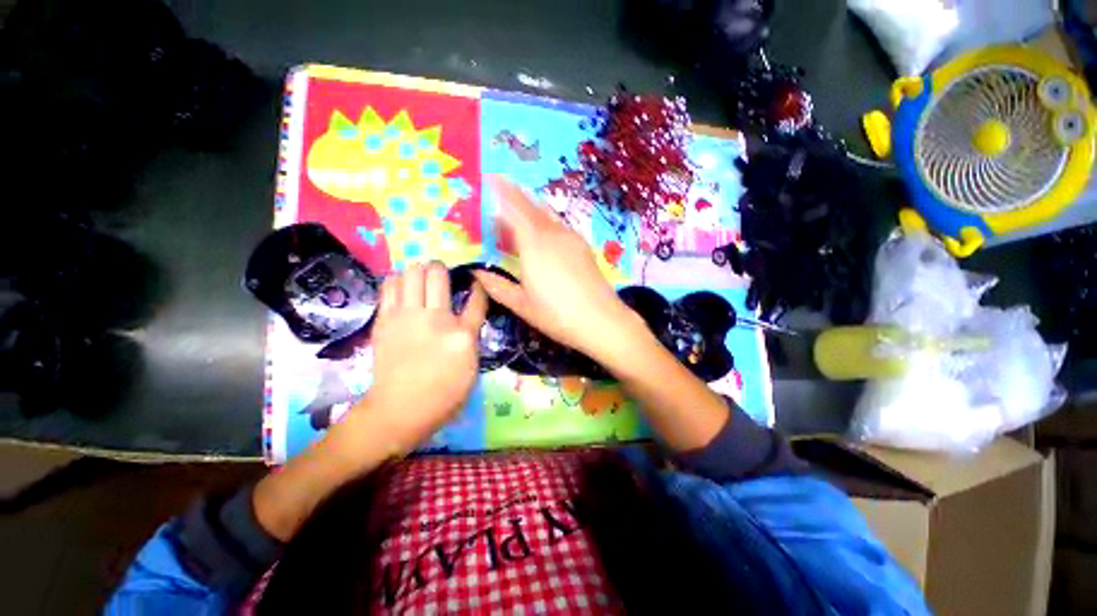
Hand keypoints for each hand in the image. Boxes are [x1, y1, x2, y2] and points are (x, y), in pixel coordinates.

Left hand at [355, 262, 487, 451]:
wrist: (399, 409)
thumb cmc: (443, 394)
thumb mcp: (471, 367)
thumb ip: (471, 337)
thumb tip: (467, 316)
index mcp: (463, 335)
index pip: (476, 299)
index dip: (479, 287)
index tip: (476, 283)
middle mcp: (436, 319)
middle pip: (438, 275)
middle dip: (442, 268)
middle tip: (441, 276)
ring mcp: (407, 317)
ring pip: (412, 273)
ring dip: (419, 271)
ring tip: (420, 279)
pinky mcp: (385, 320)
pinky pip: (390, 285)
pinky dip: (398, 280)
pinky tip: (403, 288)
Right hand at [474, 176, 645, 363]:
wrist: (601, 320)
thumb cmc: (556, 314)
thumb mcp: (521, 304)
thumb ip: (496, 286)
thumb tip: (476, 272)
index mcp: (533, 245)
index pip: (513, 209)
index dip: (501, 192)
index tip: (490, 178)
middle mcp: (552, 234)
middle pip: (531, 206)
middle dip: (514, 195)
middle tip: (500, 190)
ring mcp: (570, 238)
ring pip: (546, 214)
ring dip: (530, 208)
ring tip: (518, 213)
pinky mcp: (582, 246)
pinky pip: (558, 224)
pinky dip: (545, 221)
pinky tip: (543, 233)